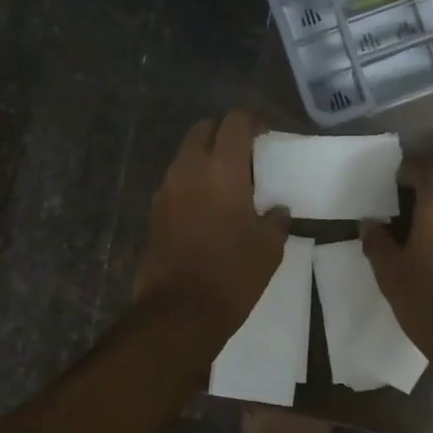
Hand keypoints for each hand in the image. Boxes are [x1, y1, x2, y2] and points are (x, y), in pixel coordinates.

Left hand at [134, 111, 288, 344]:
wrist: (180, 311)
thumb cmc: (233, 275)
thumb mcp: (269, 248)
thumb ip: (276, 220)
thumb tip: (278, 210)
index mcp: (222, 170)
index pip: (234, 122)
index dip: (252, 121)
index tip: (265, 134)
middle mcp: (189, 170)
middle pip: (203, 129)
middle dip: (224, 133)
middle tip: (245, 154)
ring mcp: (166, 189)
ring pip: (185, 154)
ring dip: (205, 157)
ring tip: (227, 181)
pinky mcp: (154, 211)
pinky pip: (175, 181)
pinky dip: (191, 181)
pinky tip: (207, 206)